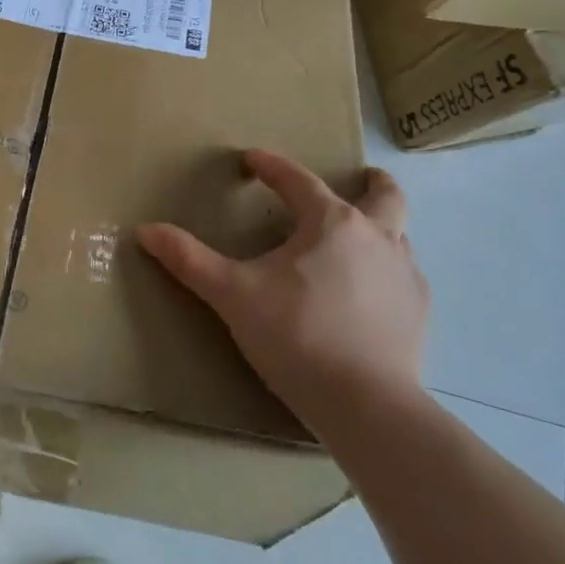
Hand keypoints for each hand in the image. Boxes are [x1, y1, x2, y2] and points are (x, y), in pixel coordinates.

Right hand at [137, 151, 429, 427]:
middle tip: (360, 177)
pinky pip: (404, 275)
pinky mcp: (418, 311)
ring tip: (358, 240)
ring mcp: (403, 274)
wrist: (366, 404)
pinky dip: (387, 271)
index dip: (271, 166)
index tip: (252, 159)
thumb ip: (189, 260)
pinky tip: (371, 294)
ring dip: (381, 226)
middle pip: (384, 194)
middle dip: (371, 181)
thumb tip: (146, 230)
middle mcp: (376, 236)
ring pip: (399, 233)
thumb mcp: (232, 295)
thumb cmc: (296, 336)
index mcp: (331, 223)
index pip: (298, 180)